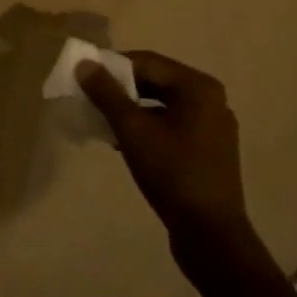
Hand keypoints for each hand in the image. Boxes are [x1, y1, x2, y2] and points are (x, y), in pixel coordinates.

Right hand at [76, 52, 259, 264]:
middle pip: (156, 82)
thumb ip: (107, 94)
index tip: (83, 78)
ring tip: (102, 122)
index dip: (112, 67)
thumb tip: (84, 64)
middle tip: (89, 99)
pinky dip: (147, 127)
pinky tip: (123, 142)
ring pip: (162, 105)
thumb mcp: (133, 130)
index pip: (146, 62)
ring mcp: (213, 126)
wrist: (211, 235)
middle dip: (120, 89)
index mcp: (198, 87)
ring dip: (131, 110)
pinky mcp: (209, 150)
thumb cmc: (172, 174)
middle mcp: (211, 99)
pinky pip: (172, 125)